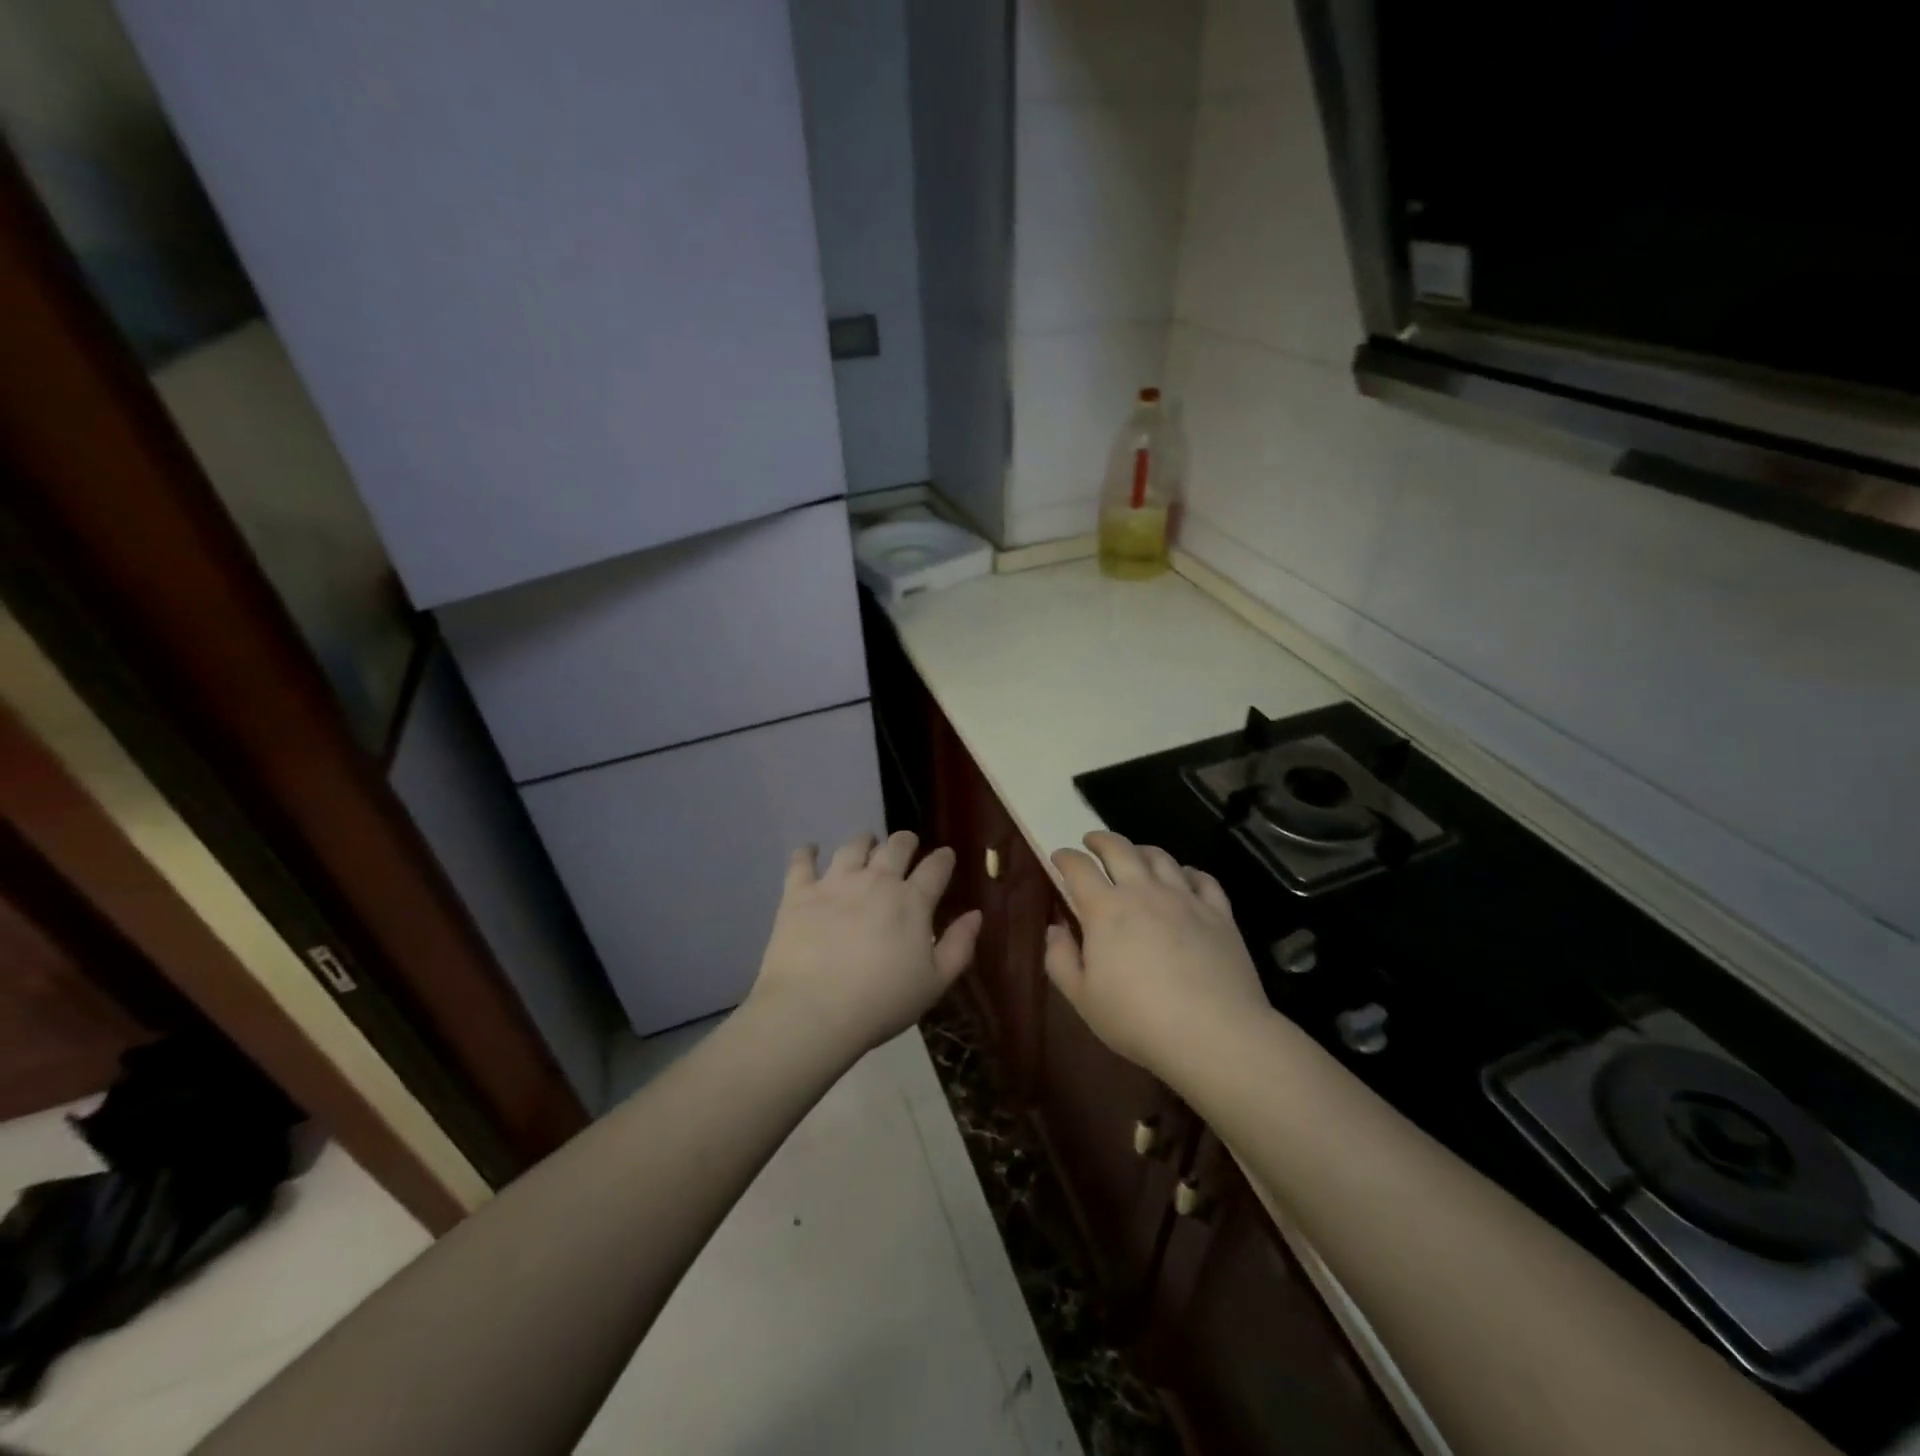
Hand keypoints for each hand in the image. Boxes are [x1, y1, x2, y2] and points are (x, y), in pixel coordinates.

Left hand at [749, 831, 982, 1056]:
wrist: (813, 1010)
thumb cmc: (881, 1002)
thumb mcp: (935, 983)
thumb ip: (959, 946)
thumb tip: (975, 914)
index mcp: (912, 902)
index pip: (935, 868)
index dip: (943, 858)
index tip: (945, 855)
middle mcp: (876, 881)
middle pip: (896, 847)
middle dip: (905, 841)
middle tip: (906, 844)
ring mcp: (835, 883)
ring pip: (853, 847)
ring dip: (864, 841)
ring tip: (866, 842)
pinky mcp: (799, 893)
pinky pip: (802, 862)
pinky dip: (807, 852)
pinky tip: (810, 849)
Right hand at [1045, 831, 1269, 1080]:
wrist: (1213, 1033)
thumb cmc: (1138, 1019)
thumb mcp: (1083, 998)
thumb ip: (1061, 959)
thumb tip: (1055, 928)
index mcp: (1105, 909)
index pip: (1078, 868)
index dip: (1065, 858)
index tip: (1058, 857)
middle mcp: (1143, 891)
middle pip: (1119, 849)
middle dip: (1100, 840)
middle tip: (1091, 841)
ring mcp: (1184, 898)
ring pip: (1160, 857)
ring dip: (1141, 850)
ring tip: (1135, 854)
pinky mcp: (1218, 913)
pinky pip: (1202, 878)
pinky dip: (1187, 871)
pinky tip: (1184, 877)